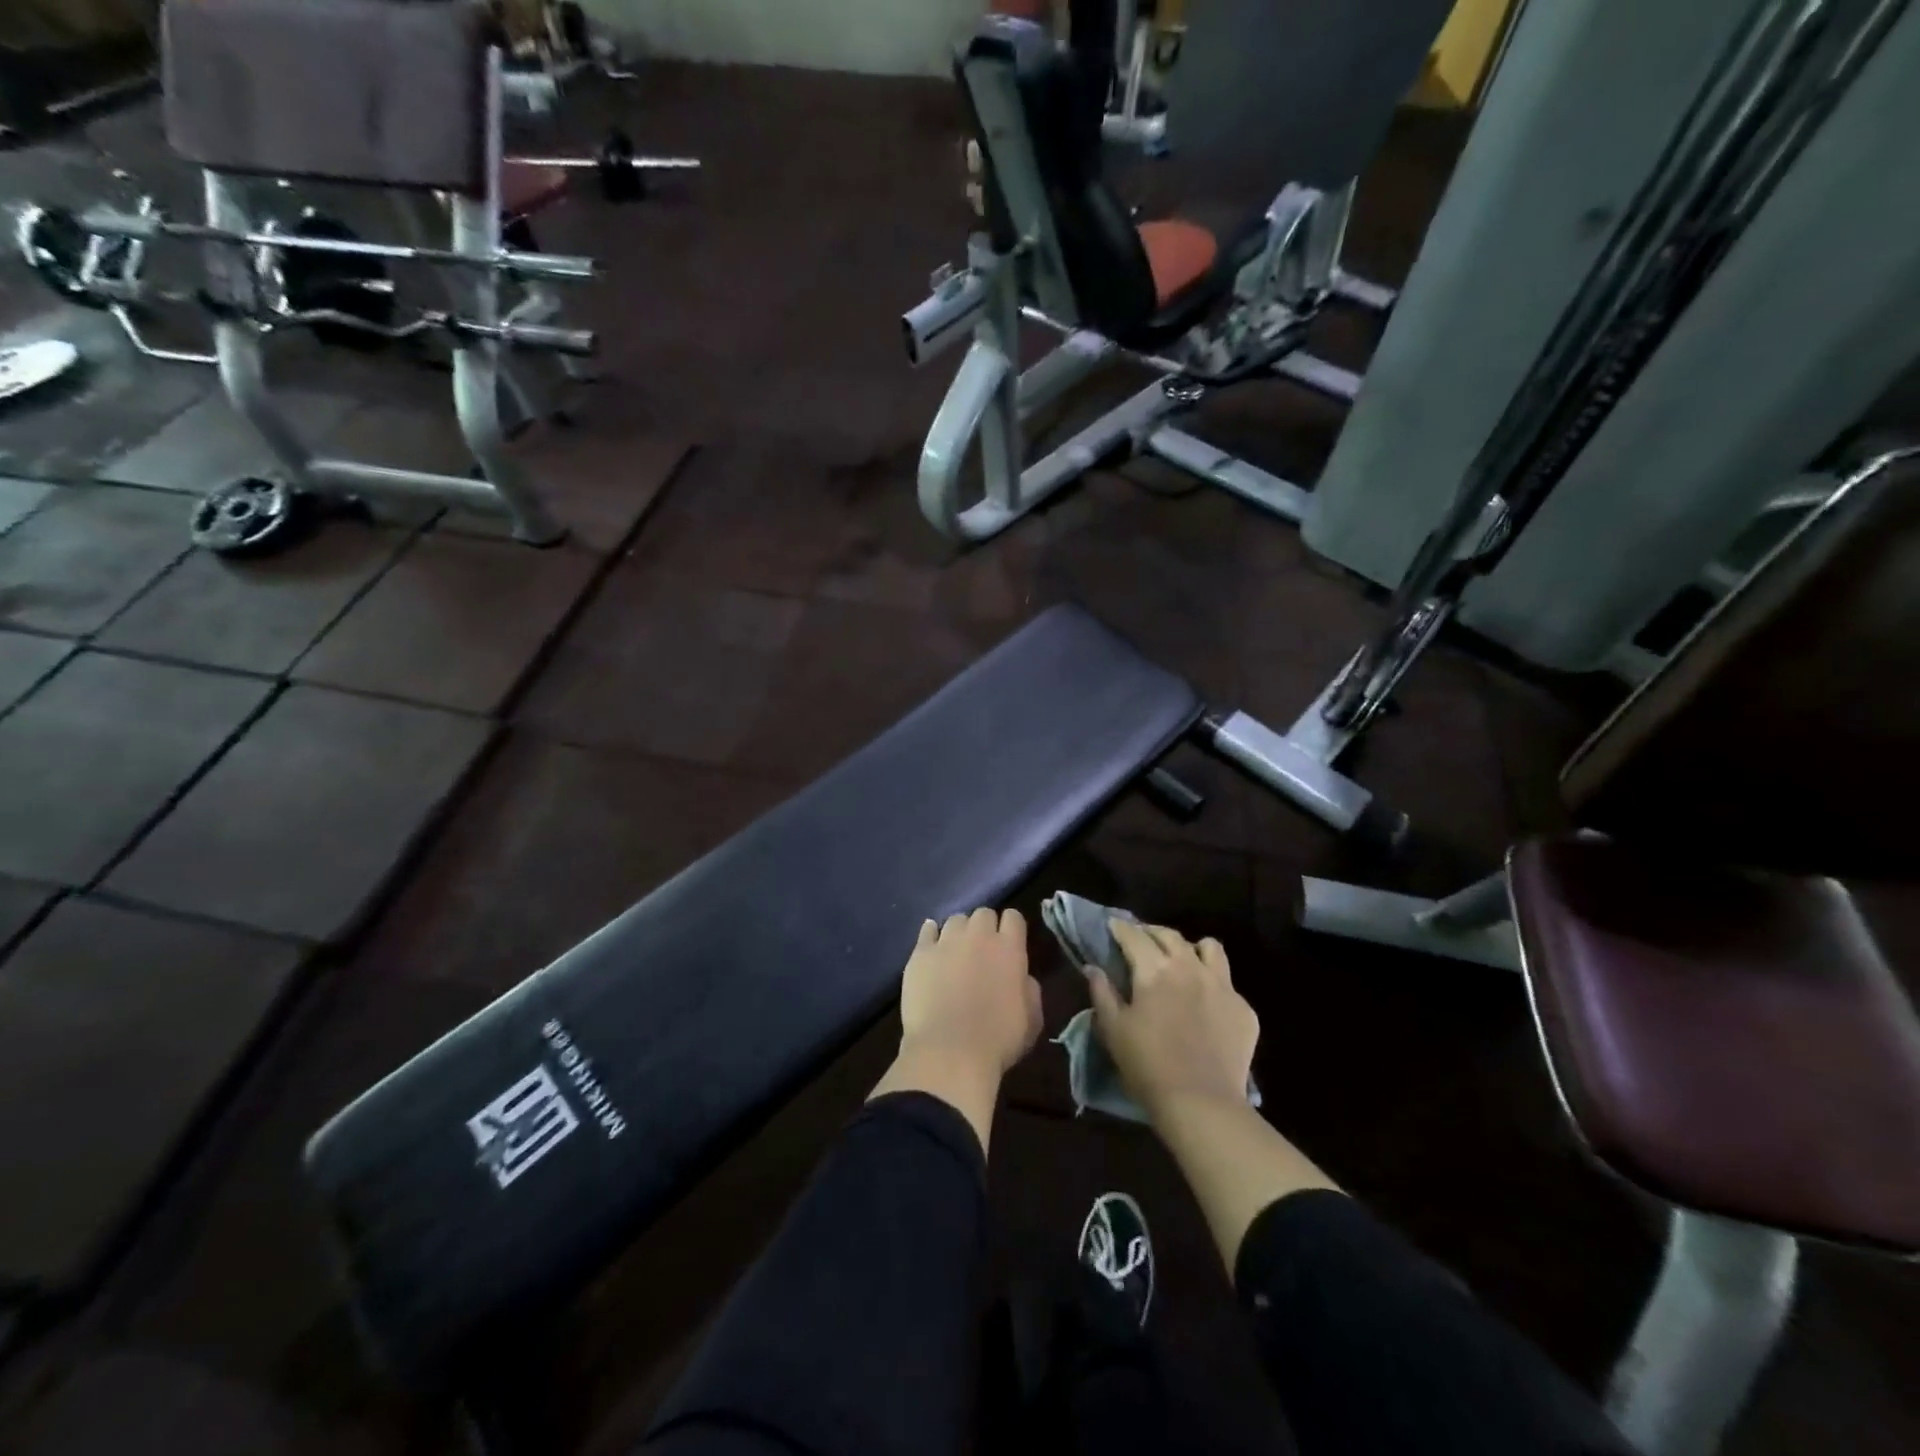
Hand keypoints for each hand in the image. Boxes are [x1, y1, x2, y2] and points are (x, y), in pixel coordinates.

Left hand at [899, 908, 1042, 1079]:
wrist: (949, 1053)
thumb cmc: (998, 1041)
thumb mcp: (1032, 1020)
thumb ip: (1030, 990)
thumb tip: (1021, 977)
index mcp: (1009, 949)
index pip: (1013, 917)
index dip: (1012, 928)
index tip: (1010, 943)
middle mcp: (978, 936)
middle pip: (983, 913)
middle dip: (985, 927)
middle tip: (983, 950)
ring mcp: (946, 942)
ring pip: (955, 920)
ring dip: (960, 932)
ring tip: (956, 952)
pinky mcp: (920, 953)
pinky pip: (927, 930)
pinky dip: (931, 935)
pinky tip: (932, 946)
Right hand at [1087, 920, 1258, 1120]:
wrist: (1202, 1104)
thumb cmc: (1148, 1066)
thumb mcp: (1113, 1030)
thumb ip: (1102, 993)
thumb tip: (1094, 968)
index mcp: (1155, 970)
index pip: (1134, 936)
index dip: (1120, 928)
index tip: (1113, 926)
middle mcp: (1190, 968)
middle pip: (1170, 935)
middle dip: (1152, 933)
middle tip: (1142, 942)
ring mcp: (1222, 986)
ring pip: (1210, 948)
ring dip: (1192, 949)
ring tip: (1182, 962)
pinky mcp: (1244, 1009)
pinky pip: (1228, 984)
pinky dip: (1213, 985)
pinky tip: (1206, 1004)